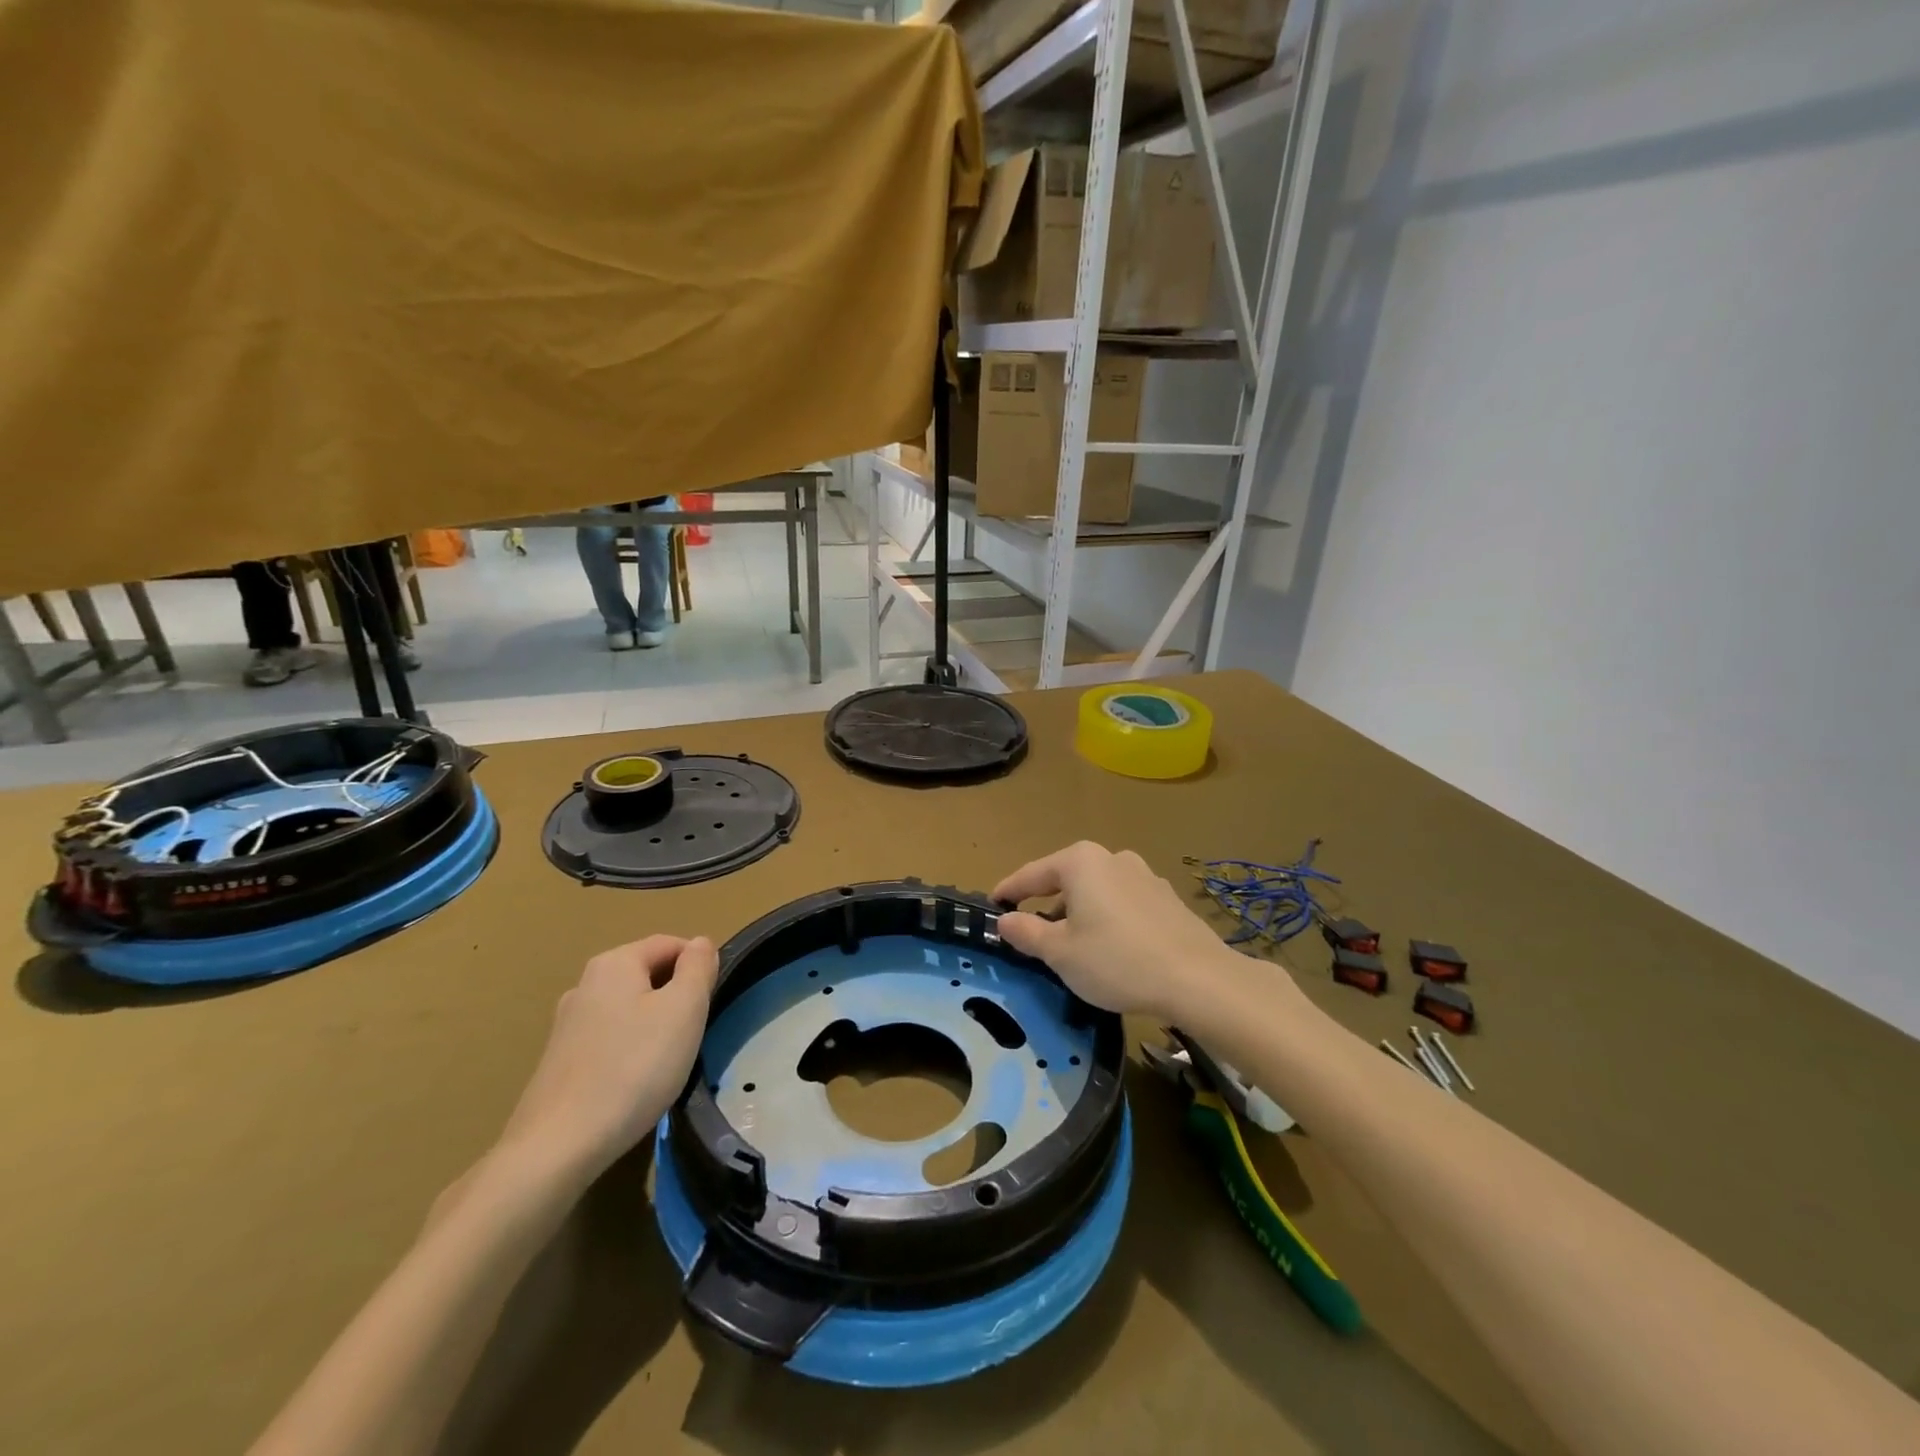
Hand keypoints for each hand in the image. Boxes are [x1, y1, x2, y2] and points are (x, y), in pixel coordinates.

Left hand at [496, 935, 718, 1182]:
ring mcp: (566, 1025)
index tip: (712, 1002)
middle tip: (694, 1032)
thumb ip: (698, 967)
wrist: (558, 1147)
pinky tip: (636, 1083)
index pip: (670, 944)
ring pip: (629, 1009)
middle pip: (648, 975)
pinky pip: (609, 1040)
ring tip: (668, 1061)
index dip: (698, 966)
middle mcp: (585, 985)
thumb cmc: (634, 1067)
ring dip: (655, 1025)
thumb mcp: (684, 1009)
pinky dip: (630, 1051)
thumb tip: (699, 943)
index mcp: (614, 963)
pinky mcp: (559, 1062)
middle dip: (676, 997)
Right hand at [993, 842, 1242, 1021]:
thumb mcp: (1060, 953)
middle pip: (1065, 878)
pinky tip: (1110, 946)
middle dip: (1045, 902)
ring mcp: (1144, 875)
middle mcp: (1112, 857)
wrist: (1197, 979)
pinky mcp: (1166, 897)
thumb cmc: (1116, 961)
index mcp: (1080, 862)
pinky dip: (1106, 917)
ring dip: (1078, 911)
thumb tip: (1005, 920)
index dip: (1008, 891)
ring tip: (1070, 943)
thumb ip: (1026, 932)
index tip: (992, 905)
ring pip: (1096, 890)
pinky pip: (1122, 902)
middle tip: (1030, 930)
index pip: (1031, 874)